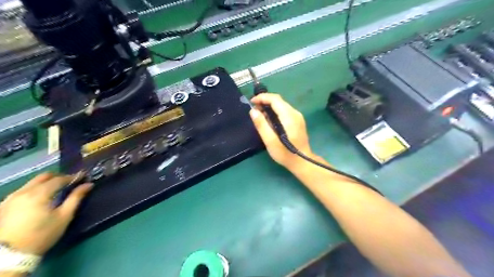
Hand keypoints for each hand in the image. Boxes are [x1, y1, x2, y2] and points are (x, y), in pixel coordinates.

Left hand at [0, 174, 92, 254]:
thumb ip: (76, 198)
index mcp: (39, 193)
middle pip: (44, 177)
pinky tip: (40, 197)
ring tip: (57, 189)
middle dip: (59, 177)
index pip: (59, 179)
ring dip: (46, 182)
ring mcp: (10, 198)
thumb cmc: (42, 235)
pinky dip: (34, 189)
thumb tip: (88, 184)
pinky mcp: (3, 205)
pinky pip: (22, 190)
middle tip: (71, 182)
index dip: (73, 177)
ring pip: (31, 182)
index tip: (84, 177)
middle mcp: (23, 192)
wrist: (9, 256)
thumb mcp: (64, 217)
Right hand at [249, 94, 313, 169]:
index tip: (252, 102)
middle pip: (279, 101)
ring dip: (270, 107)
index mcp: (289, 116)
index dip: (262, 97)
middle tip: (254, 110)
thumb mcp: (270, 141)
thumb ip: (261, 125)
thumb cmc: (285, 153)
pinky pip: (285, 111)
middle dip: (265, 102)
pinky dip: (275, 112)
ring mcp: (298, 117)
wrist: (302, 162)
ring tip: (260, 115)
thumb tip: (253, 111)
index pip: (275, 99)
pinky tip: (270, 120)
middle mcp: (295, 113)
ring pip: (282, 105)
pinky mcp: (298, 121)